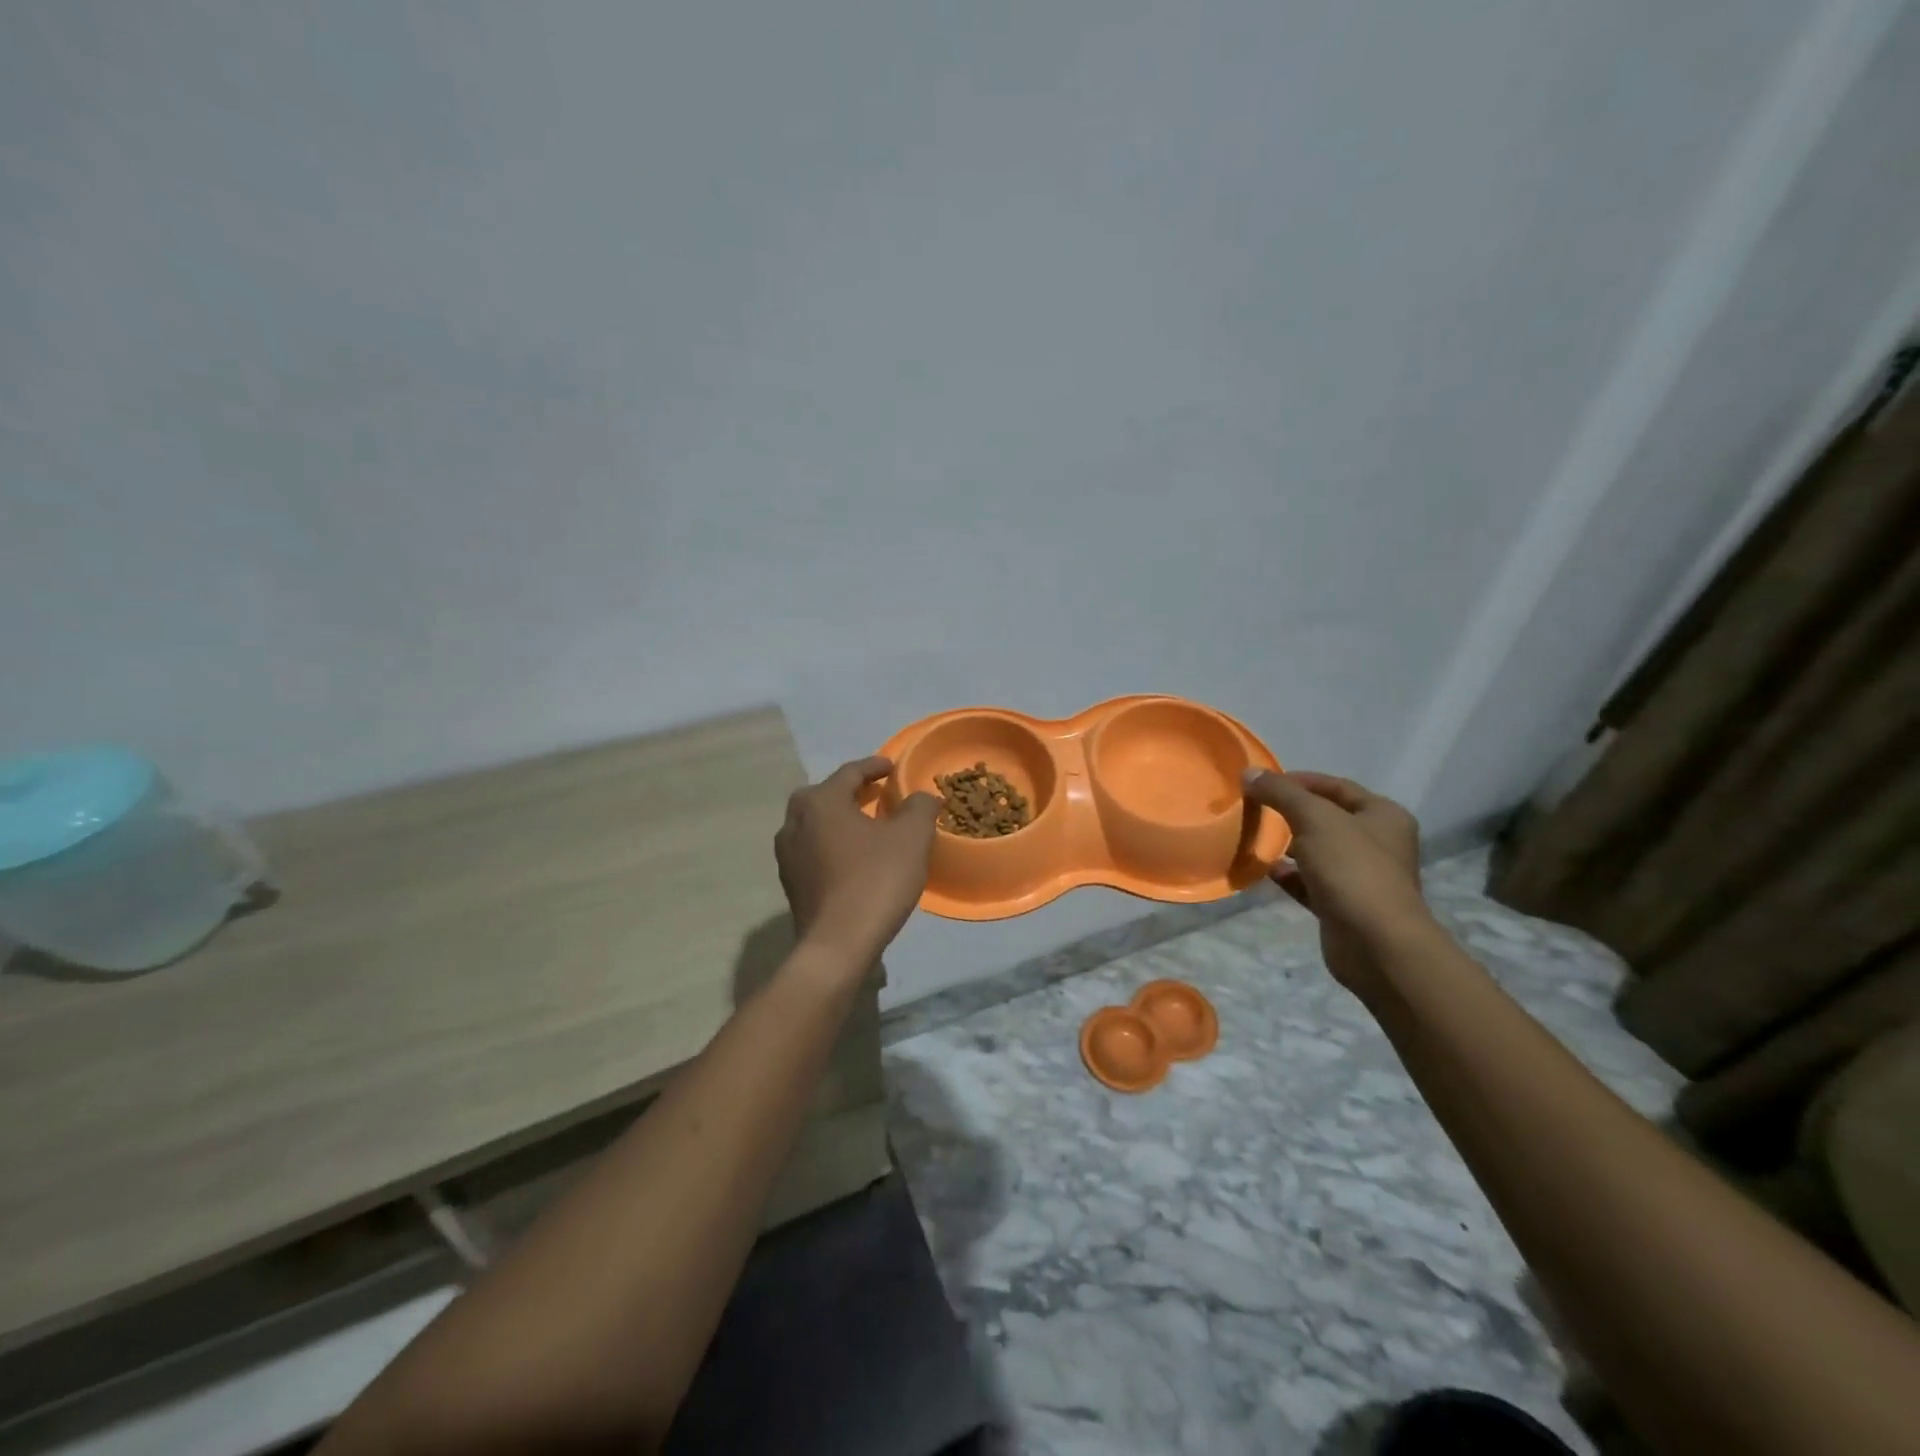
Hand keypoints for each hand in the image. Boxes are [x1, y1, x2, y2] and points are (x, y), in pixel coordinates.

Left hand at [776, 756, 940, 968]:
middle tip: (876, 795)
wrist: (838, 944)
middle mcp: (795, 821)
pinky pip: (813, 850)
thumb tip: (921, 797)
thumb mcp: (912, 837)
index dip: (874, 767)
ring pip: (815, 823)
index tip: (892, 767)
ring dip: (839, 819)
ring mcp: (787, 854)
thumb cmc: (875, 880)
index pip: (849, 772)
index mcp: (820, 802)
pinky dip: (832, 844)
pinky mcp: (790, 882)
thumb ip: (919, 807)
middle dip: (851, 791)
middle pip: (824, 795)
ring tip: (866, 826)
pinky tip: (852, 858)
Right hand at [1242, 770, 1431, 995]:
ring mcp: (1361, 877)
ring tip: (1255, 837)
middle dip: (1291, 813)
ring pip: (1317, 851)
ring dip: (1288, 845)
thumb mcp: (1314, 819)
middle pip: (1327, 819)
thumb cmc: (1352, 870)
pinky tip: (1266, 870)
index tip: (1264, 783)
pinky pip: (1309, 882)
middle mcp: (1377, 843)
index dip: (1300, 780)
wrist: (1376, 944)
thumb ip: (1281, 793)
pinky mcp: (1343, 905)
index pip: (1337, 786)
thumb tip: (1249, 772)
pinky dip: (1289, 875)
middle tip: (1255, 808)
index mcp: (1383, 816)